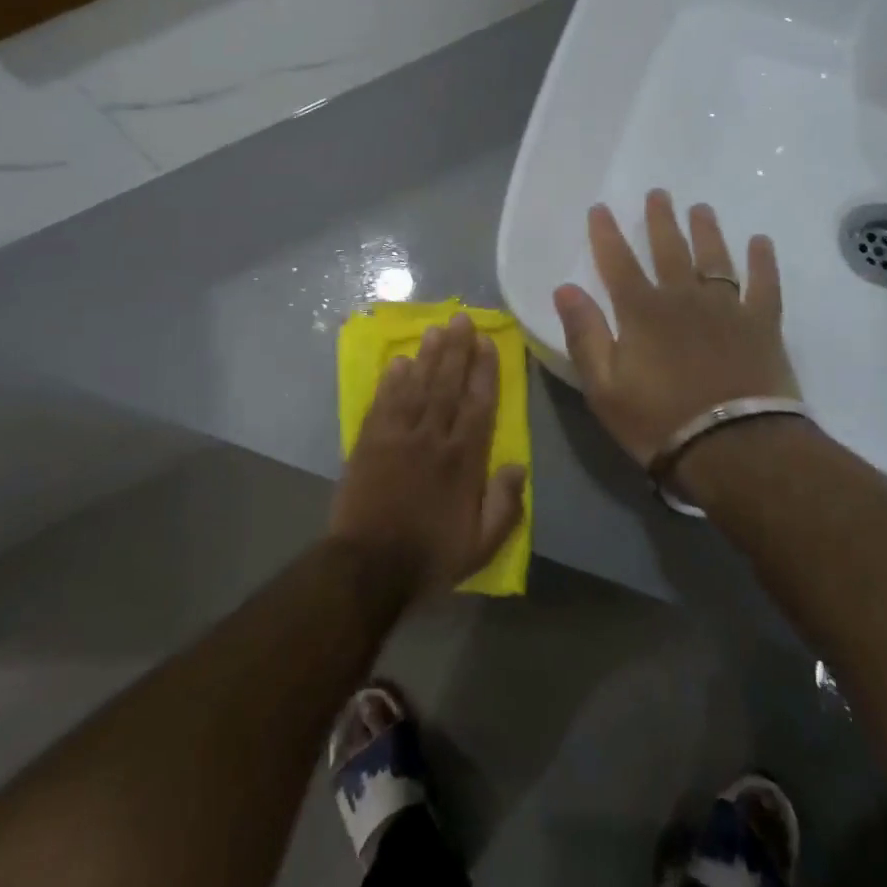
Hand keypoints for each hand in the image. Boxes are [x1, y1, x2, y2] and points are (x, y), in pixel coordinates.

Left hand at [328, 314, 527, 598]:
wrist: (367, 568)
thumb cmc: (429, 556)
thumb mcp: (481, 544)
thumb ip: (505, 505)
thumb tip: (519, 465)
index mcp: (463, 459)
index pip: (479, 404)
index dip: (484, 370)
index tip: (487, 342)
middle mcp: (433, 438)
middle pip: (447, 384)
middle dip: (457, 349)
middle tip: (461, 317)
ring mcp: (398, 437)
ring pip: (417, 386)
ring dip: (427, 356)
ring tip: (435, 329)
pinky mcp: (369, 443)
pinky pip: (384, 403)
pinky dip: (392, 381)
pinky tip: (399, 361)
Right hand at [553, 190, 799, 468]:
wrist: (734, 448)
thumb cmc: (659, 421)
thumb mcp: (604, 387)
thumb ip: (584, 334)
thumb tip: (565, 288)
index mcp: (642, 311)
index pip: (618, 262)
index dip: (606, 234)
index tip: (600, 208)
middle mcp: (683, 297)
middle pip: (669, 249)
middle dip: (660, 220)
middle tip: (658, 193)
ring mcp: (727, 307)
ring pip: (715, 258)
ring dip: (706, 231)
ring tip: (701, 209)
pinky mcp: (762, 324)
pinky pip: (764, 284)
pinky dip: (763, 261)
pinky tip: (762, 241)